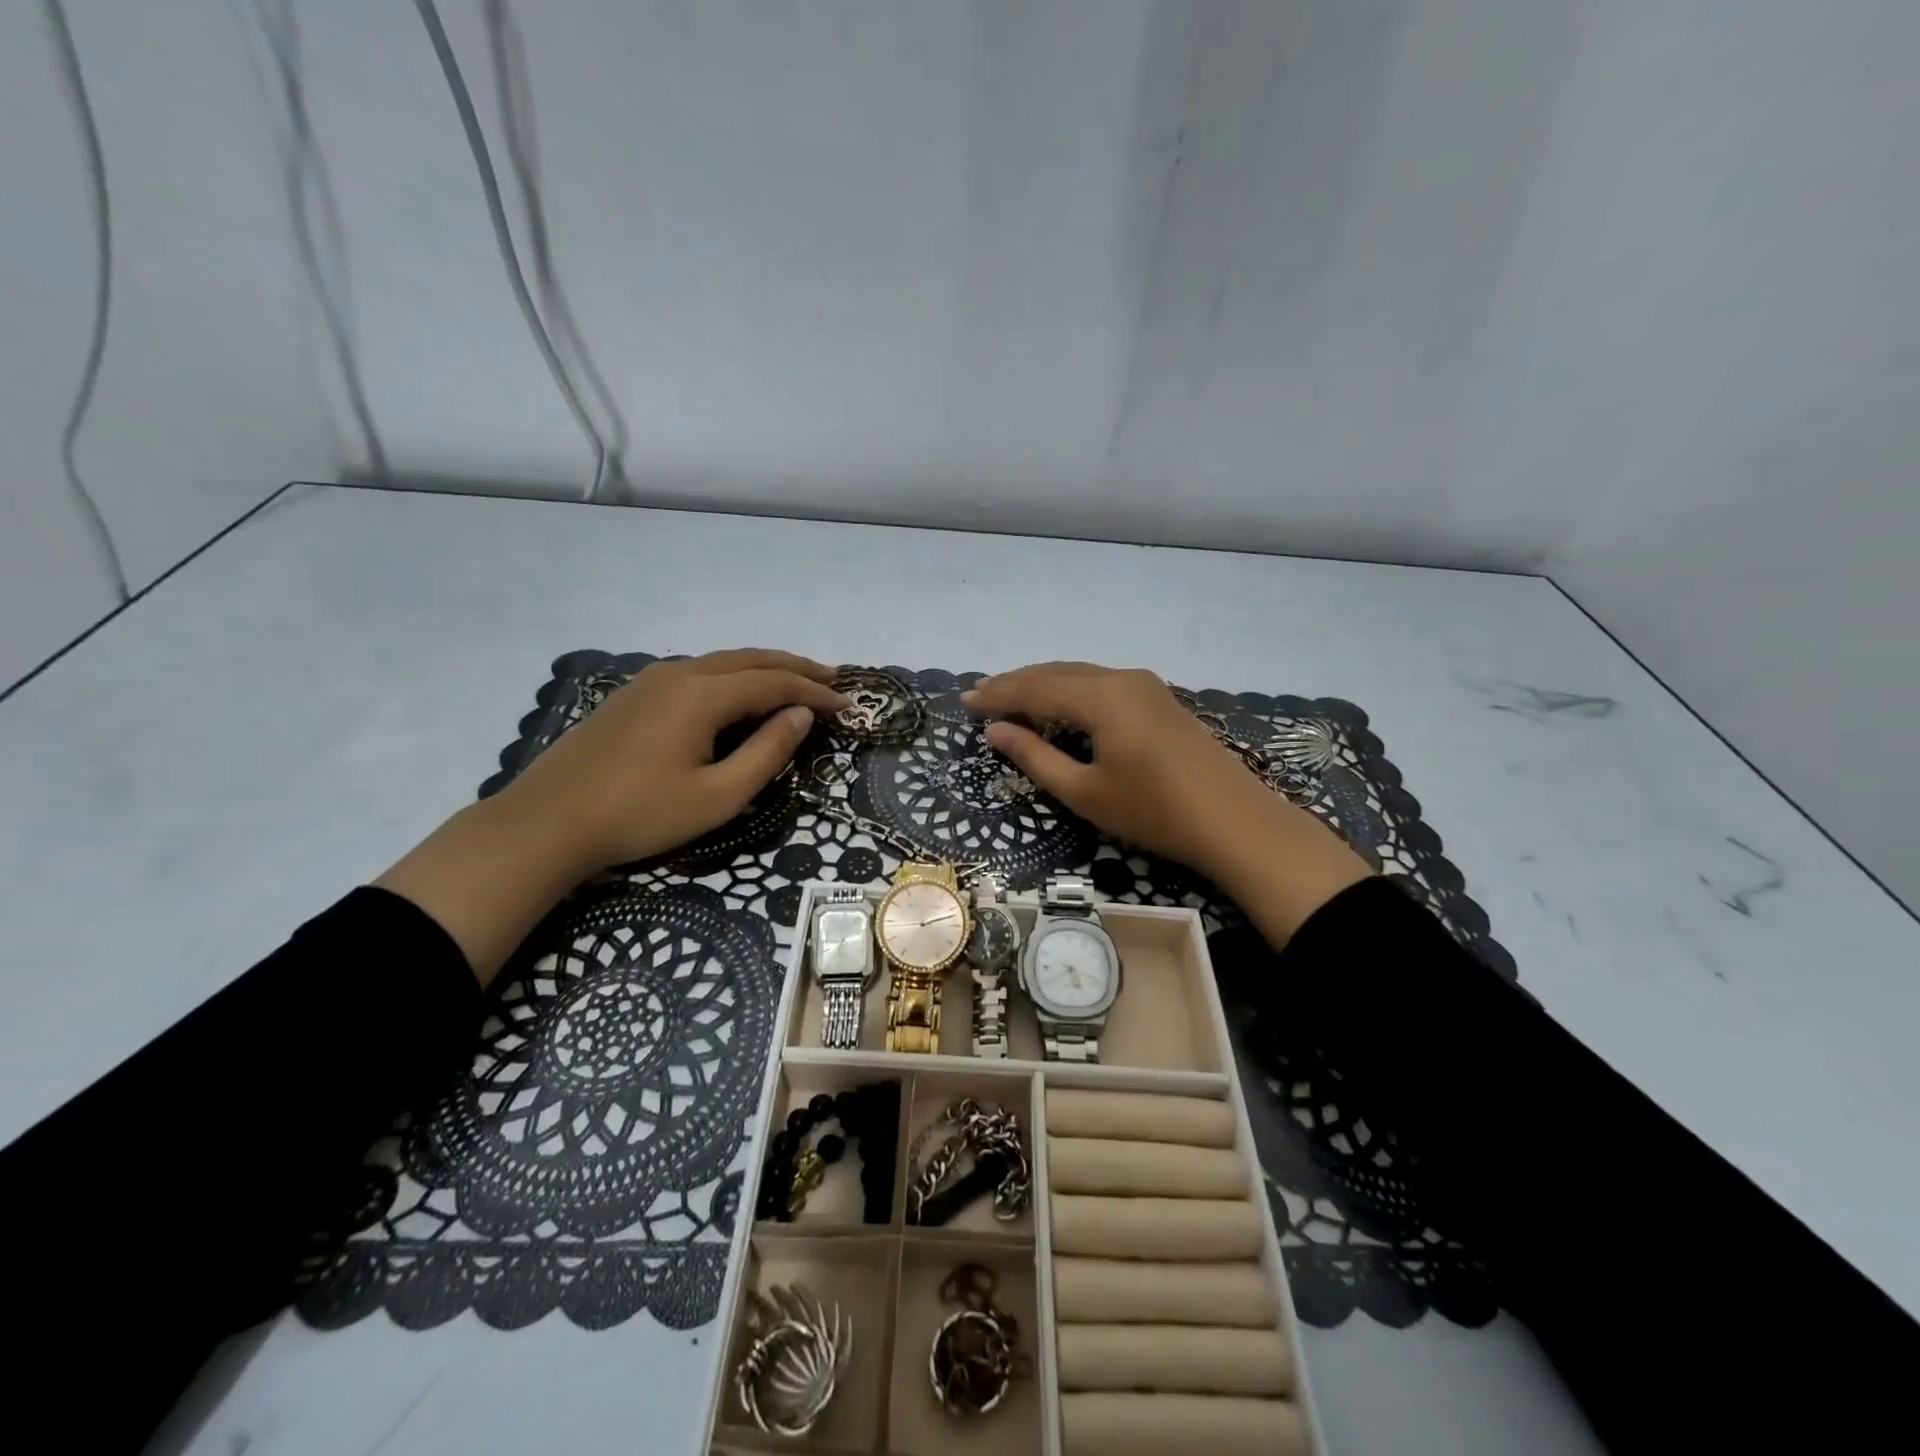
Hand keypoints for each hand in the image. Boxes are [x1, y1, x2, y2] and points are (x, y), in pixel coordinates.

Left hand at [377, 649, 844, 983]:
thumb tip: (800, 717)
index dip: (815, 694)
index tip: (848, 707)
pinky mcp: (634, 695)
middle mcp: (679, 673)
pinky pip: (698, 673)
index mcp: (702, 694)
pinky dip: (734, 678)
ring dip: (764, 669)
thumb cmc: (639, 815)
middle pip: (751, 659)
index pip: (774, 683)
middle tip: (833, 679)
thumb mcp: (717, 796)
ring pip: (723, 662)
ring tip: (796, 683)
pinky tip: (740, 695)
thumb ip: (766, 753)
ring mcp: (651, 680)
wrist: (546, 823)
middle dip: (796, 668)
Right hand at [964, 662, 1368, 941]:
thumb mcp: (1085, 791)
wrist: (1235, 822)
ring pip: (1080, 674)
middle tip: (981, 695)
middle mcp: (1121, 678)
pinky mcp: (1159, 698)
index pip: (1035, 687)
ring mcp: (1145, 685)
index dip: (998, 694)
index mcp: (1101, 697)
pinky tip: (1060, 704)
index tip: (964, 701)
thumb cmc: (1153, 812)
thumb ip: (1035, 757)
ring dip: (1043, 683)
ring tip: (1011, 697)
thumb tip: (995, 731)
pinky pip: (1101, 682)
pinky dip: (1071, 690)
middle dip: (1016, 683)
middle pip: (1057, 672)